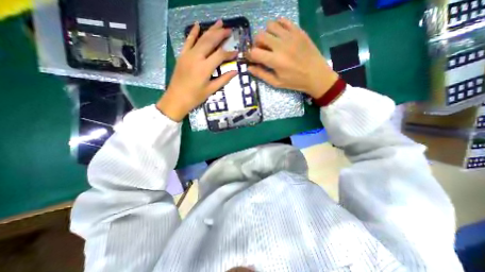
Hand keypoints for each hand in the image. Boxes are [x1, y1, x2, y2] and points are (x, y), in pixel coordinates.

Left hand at [156, 20, 238, 121]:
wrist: (176, 98)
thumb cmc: (195, 97)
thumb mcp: (211, 90)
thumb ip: (223, 79)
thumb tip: (235, 71)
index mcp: (205, 68)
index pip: (220, 55)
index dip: (229, 53)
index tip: (236, 52)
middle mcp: (196, 57)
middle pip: (210, 41)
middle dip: (220, 34)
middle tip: (229, 30)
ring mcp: (188, 55)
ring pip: (200, 38)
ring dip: (210, 30)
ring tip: (219, 23)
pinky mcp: (182, 55)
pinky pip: (188, 41)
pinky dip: (193, 32)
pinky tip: (197, 25)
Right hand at [247, 19, 337, 99]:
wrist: (316, 75)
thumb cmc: (295, 82)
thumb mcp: (276, 82)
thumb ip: (261, 74)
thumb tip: (249, 68)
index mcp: (275, 60)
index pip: (254, 52)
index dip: (249, 55)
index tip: (251, 59)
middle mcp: (281, 45)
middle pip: (260, 36)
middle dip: (256, 44)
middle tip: (261, 51)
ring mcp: (290, 36)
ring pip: (270, 25)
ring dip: (266, 34)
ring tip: (270, 43)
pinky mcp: (298, 31)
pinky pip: (284, 21)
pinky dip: (278, 26)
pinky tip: (279, 35)